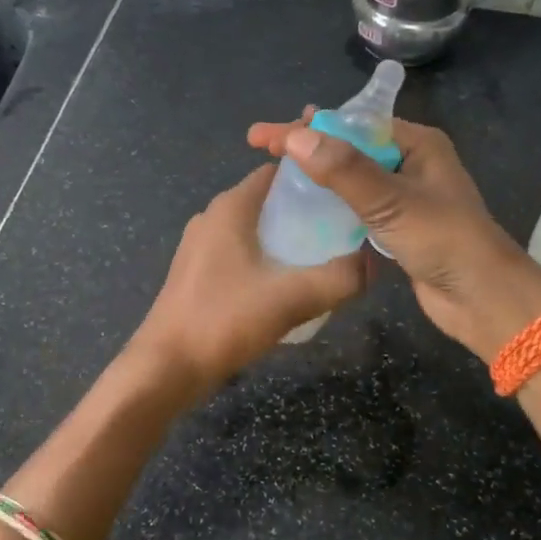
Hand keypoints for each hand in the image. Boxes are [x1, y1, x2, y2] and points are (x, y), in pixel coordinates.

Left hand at [127, 163, 371, 392]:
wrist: (166, 367)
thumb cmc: (224, 320)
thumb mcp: (291, 299)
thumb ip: (339, 279)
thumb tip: (374, 263)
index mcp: (230, 207)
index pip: (278, 172)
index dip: (314, 178)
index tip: (348, 195)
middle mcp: (212, 217)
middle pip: (268, 201)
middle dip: (306, 212)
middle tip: (344, 231)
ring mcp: (200, 246)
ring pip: (254, 229)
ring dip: (286, 239)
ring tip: (323, 258)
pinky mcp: (196, 273)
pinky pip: (240, 253)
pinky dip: (266, 259)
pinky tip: (287, 285)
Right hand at [247, 113, 540, 361]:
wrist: (482, 299)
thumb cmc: (443, 241)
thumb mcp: (391, 202)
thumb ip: (344, 170)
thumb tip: (296, 137)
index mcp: (417, 143)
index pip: (352, 123)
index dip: (307, 127)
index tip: (265, 136)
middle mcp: (411, 163)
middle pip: (349, 146)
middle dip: (307, 146)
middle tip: (262, 148)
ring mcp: (405, 196)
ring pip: (351, 177)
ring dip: (317, 174)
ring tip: (276, 174)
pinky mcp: (398, 227)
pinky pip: (357, 205)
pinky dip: (331, 203)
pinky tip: (305, 208)